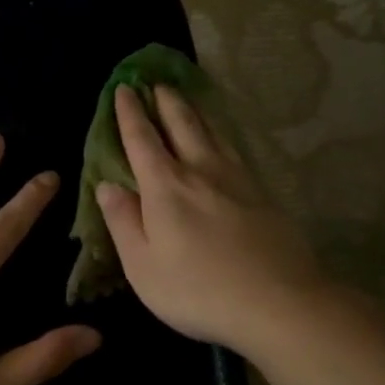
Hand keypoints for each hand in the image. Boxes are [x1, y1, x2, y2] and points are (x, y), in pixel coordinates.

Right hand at [96, 85, 325, 355]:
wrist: (278, 302)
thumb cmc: (197, 290)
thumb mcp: (142, 265)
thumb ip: (123, 221)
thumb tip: (107, 185)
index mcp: (165, 187)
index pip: (142, 140)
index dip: (130, 113)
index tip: (124, 89)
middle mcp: (201, 171)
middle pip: (182, 124)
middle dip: (165, 101)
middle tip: (155, 82)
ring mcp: (237, 179)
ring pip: (213, 132)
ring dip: (195, 111)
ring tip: (186, 99)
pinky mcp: (262, 193)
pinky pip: (234, 149)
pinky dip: (221, 134)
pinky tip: (223, 140)